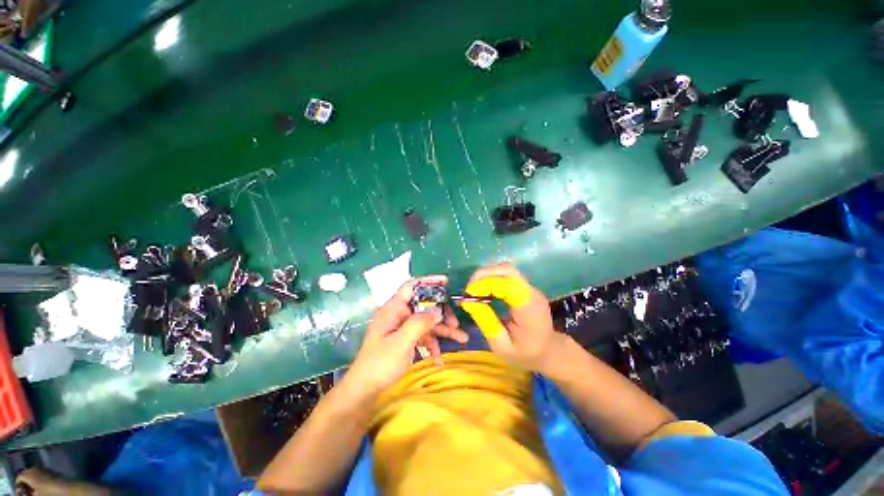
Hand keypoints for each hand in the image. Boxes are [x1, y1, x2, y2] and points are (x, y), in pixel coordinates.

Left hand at [344, 276, 466, 396]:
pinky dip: (433, 345)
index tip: (447, 282)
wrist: (365, 390)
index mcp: (394, 308)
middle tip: (456, 322)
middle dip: (442, 312)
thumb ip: (420, 323)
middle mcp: (400, 314)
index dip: (429, 281)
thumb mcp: (401, 342)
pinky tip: (439, 359)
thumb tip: (438, 310)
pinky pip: (424, 336)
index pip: (412, 286)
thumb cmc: (380, 363)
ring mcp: (403, 328)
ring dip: (443, 329)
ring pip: (427, 321)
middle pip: (425, 305)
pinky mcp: (406, 340)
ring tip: (461, 338)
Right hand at [459, 263, 559, 371]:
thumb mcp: (502, 346)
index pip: (507, 284)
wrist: (549, 352)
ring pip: (506, 269)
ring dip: (487, 275)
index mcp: (529, 309)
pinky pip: (507, 275)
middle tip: (469, 289)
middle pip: (507, 270)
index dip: (485, 284)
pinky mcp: (525, 288)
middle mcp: (532, 293)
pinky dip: (492, 278)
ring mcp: (530, 288)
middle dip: (484, 275)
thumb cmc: (526, 354)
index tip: (469, 295)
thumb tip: (468, 302)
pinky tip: (483, 289)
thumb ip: (486, 323)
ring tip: (474, 289)